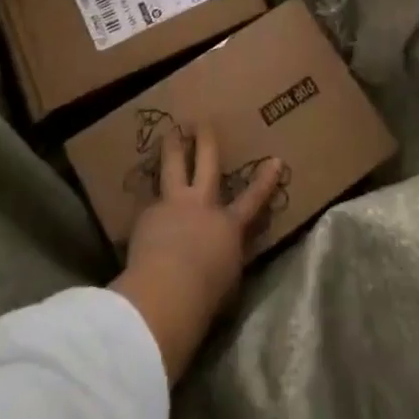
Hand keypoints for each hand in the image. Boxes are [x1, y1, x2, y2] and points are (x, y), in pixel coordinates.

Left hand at [110, 124, 282, 382]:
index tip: (275, 161)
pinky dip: (149, 206)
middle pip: (206, 163)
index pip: (252, 201)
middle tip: (202, 121)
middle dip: (206, 141)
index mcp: (228, 226)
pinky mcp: (146, 216)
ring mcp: (173, 205)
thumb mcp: (227, 280)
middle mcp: (201, 205)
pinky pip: (148, 205)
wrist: (166, 292)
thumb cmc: (205, 297)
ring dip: (172, 148)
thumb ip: (226, 260)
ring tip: (169, 133)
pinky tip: (143, 211)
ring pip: (172, 167)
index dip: (265, 181)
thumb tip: (222, 257)